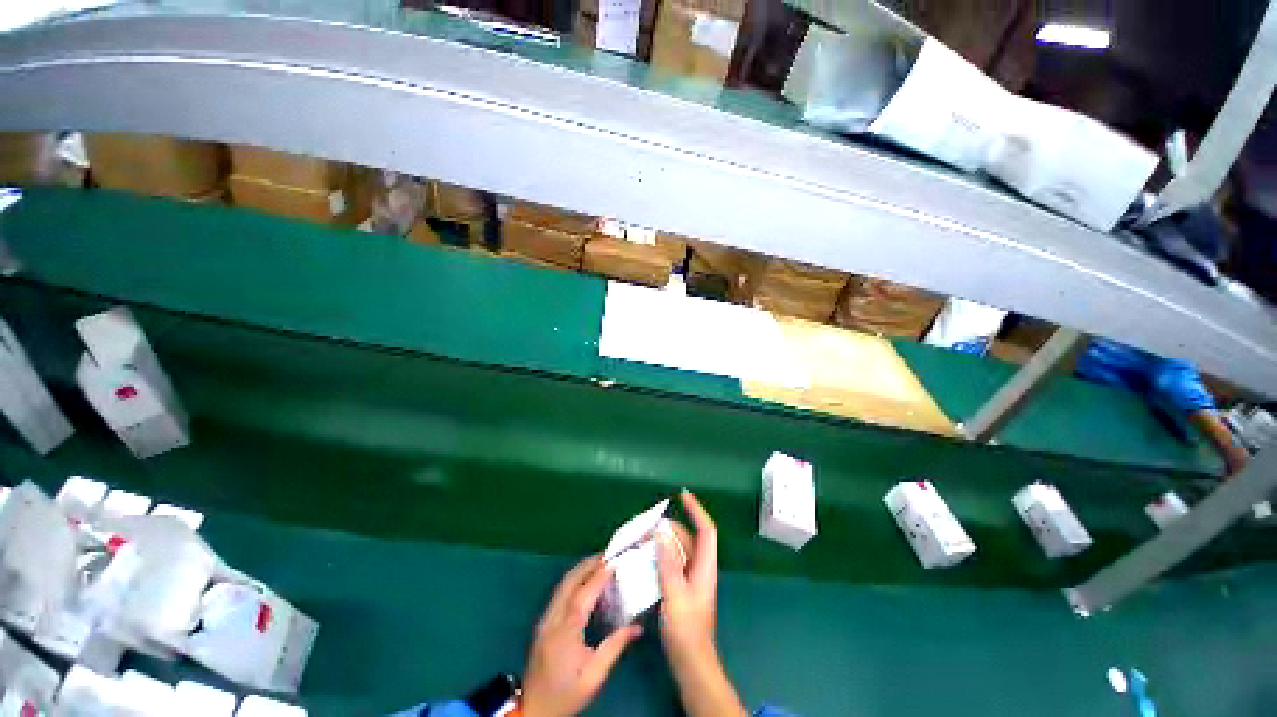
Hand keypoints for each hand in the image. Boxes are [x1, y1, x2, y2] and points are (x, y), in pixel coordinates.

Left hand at [522, 555, 641, 716]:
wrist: (533, 710)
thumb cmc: (566, 694)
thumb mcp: (594, 677)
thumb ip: (614, 648)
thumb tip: (637, 626)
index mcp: (565, 632)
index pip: (583, 595)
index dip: (598, 576)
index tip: (614, 561)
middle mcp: (552, 619)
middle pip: (568, 582)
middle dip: (588, 564)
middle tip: (608, 555)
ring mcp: (545, 619)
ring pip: (562, 585)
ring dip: (580, 570)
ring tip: (599, 562)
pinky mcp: (543, 623)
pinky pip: (559, 593)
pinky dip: (574, 580)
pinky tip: (585, 581)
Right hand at [656, 491, 747, 716]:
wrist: (690, 662)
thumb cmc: (686, 630)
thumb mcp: (675, 594)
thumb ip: (668, 562)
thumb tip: (661, 531)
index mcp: (705, 566)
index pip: (706, 529)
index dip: (696, 509)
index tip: (682, 495)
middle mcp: (700, 568)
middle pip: (689, 537)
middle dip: (671, 526)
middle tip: (648, 522)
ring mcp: (691, 578)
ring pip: (679, 550)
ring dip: (663, 540)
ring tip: (643, 536)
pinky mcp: (682, 588)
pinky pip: (672, 562)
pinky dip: (660, 554)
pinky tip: (645, 557)